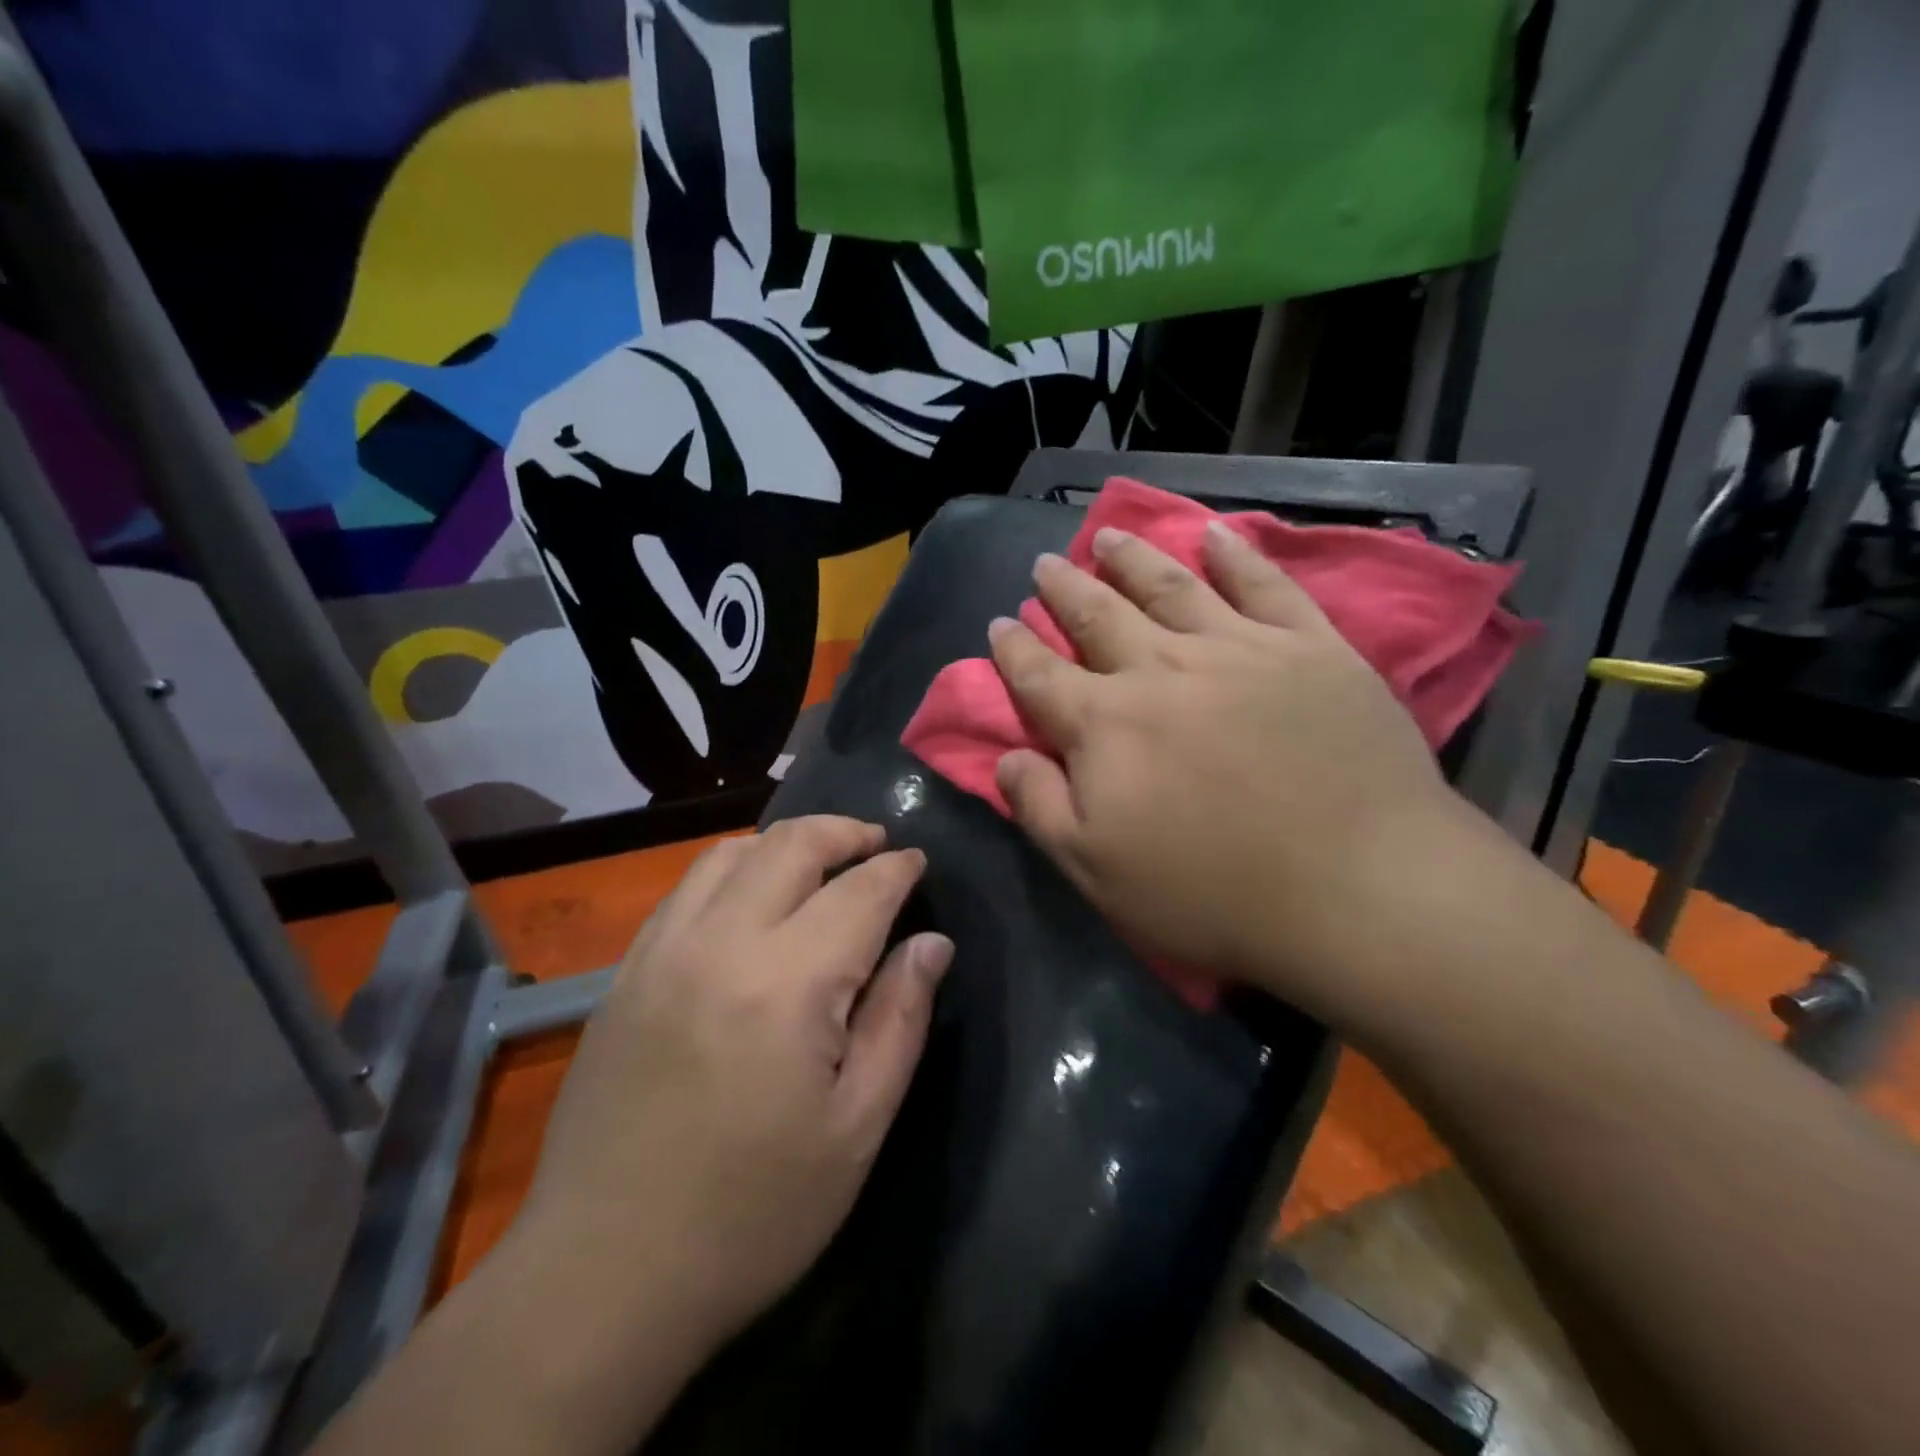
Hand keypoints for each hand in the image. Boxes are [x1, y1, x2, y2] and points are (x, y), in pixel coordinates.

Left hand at [518, 817, 952, 1349]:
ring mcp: (661, 952)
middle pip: (790, 846)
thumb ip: (900, 1020)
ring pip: (730, 853)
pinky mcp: (625, 973)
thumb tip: (932, 944)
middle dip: (844, 832)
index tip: (918, 862)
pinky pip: (685, 889)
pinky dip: (733, 869)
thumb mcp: (856, 1128)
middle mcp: (720, 944)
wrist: (603, 1276)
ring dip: (786, 843)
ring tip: (820, 863)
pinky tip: (751, 899)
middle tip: (877, 846)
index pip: (859, 892)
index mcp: (787, 984)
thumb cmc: (753, 1214)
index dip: (897, 869)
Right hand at [988, 523, 1469, 1017]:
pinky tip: (1214, 534)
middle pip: (1099, 615)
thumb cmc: (1213, 892)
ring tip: (1107, 535)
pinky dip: (1235, 554)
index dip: (1015, 648)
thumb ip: (1041, 807)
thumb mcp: (1096, 872)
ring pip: (1170, 586)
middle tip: (1046, 564)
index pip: (1041, 675)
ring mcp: (1238, 649)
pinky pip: (1264, 585)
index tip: (1000, 623)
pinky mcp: (1310, 646)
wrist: (1358, 888)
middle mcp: (1161, 669)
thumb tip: (1006, 756)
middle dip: (1065, 588)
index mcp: (1105, 724)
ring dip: (1132, 558)